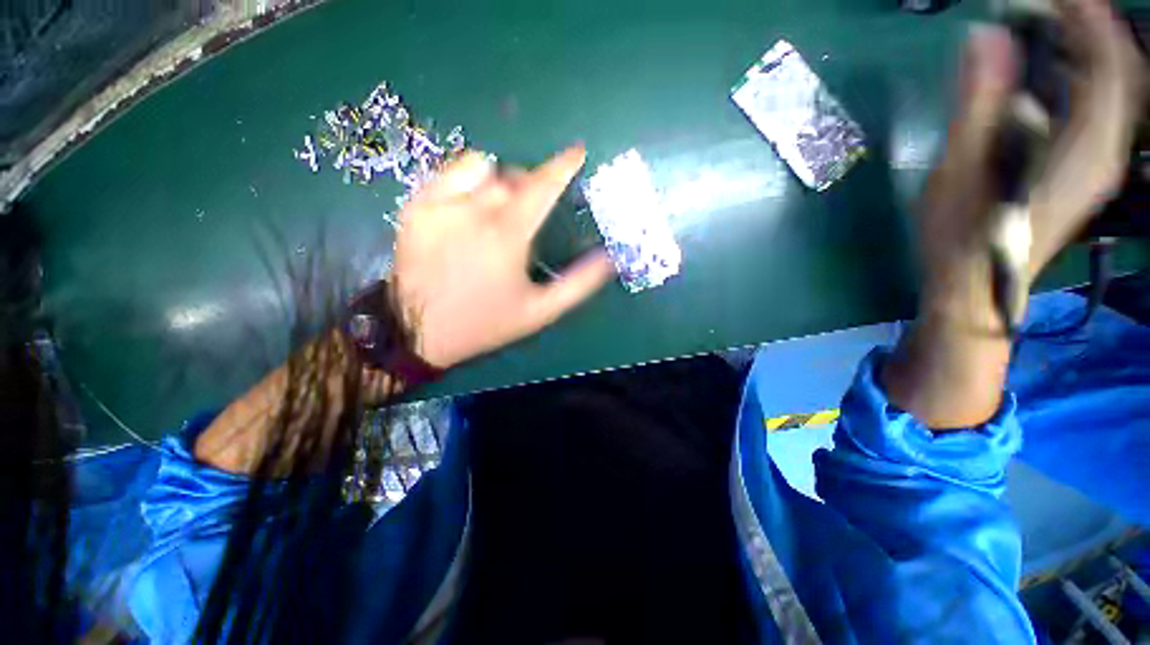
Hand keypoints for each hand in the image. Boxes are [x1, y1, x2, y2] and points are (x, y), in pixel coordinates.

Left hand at [392, 146, 614, 368]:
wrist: (420, 331)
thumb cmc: (486, 322)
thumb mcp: (540, 311)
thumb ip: (579, 284)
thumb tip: (609, 258)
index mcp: (507, 235)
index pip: (542, 187)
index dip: (563, 166)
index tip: (577, 152)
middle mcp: (474, 211)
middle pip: (512, 177)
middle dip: (529, 186)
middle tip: (528, 212)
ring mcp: (440, 204)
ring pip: (480, 168)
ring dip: (498, 181)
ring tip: (497, 209)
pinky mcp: (416, 206)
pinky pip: (449, 174)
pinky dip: (467, 180)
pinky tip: (467, 206)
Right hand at [885, 0, 1144, 427]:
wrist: (974, 290)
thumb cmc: (958, 238)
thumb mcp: (958, 172)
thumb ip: (977, 104)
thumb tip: (987, 35)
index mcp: (1086, 147)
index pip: (1108, 60)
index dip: (1085, 15)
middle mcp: (1109, 149)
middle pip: (1121, 68)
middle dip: (1089, 25)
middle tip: (1045, 5)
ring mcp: (1102, 160)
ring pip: (1117, 85)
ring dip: (1089, 46)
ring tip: (1047, 25)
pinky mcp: (1088, 168)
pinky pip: (1104, 106)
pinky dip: (1085, 74)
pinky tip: (1054, 68)